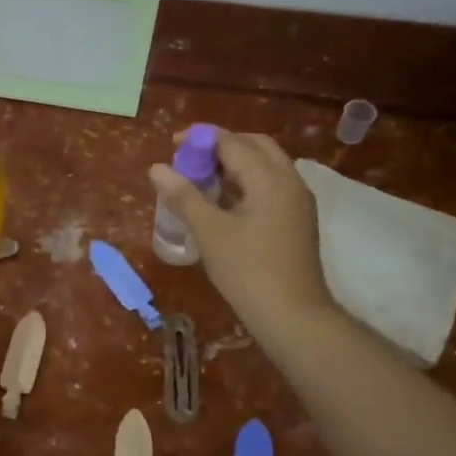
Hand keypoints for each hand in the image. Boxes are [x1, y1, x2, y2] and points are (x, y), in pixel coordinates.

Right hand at [149, 129, 336, 327]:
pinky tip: (223, 201)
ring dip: (235, 163)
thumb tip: (157, 168)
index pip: (233, 143)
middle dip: (222, 145)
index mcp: (270, 179)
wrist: (293, 316)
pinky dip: (246, 181)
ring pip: (266, 165)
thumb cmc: (248, 270)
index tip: (173, 145)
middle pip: (256, 146)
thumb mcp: (209, 231)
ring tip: (202, 178)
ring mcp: (297, 201)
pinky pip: (270, 185)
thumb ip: (183, 196)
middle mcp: (290, 181)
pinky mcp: (297, 220)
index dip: (201, 139)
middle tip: (190, 158)